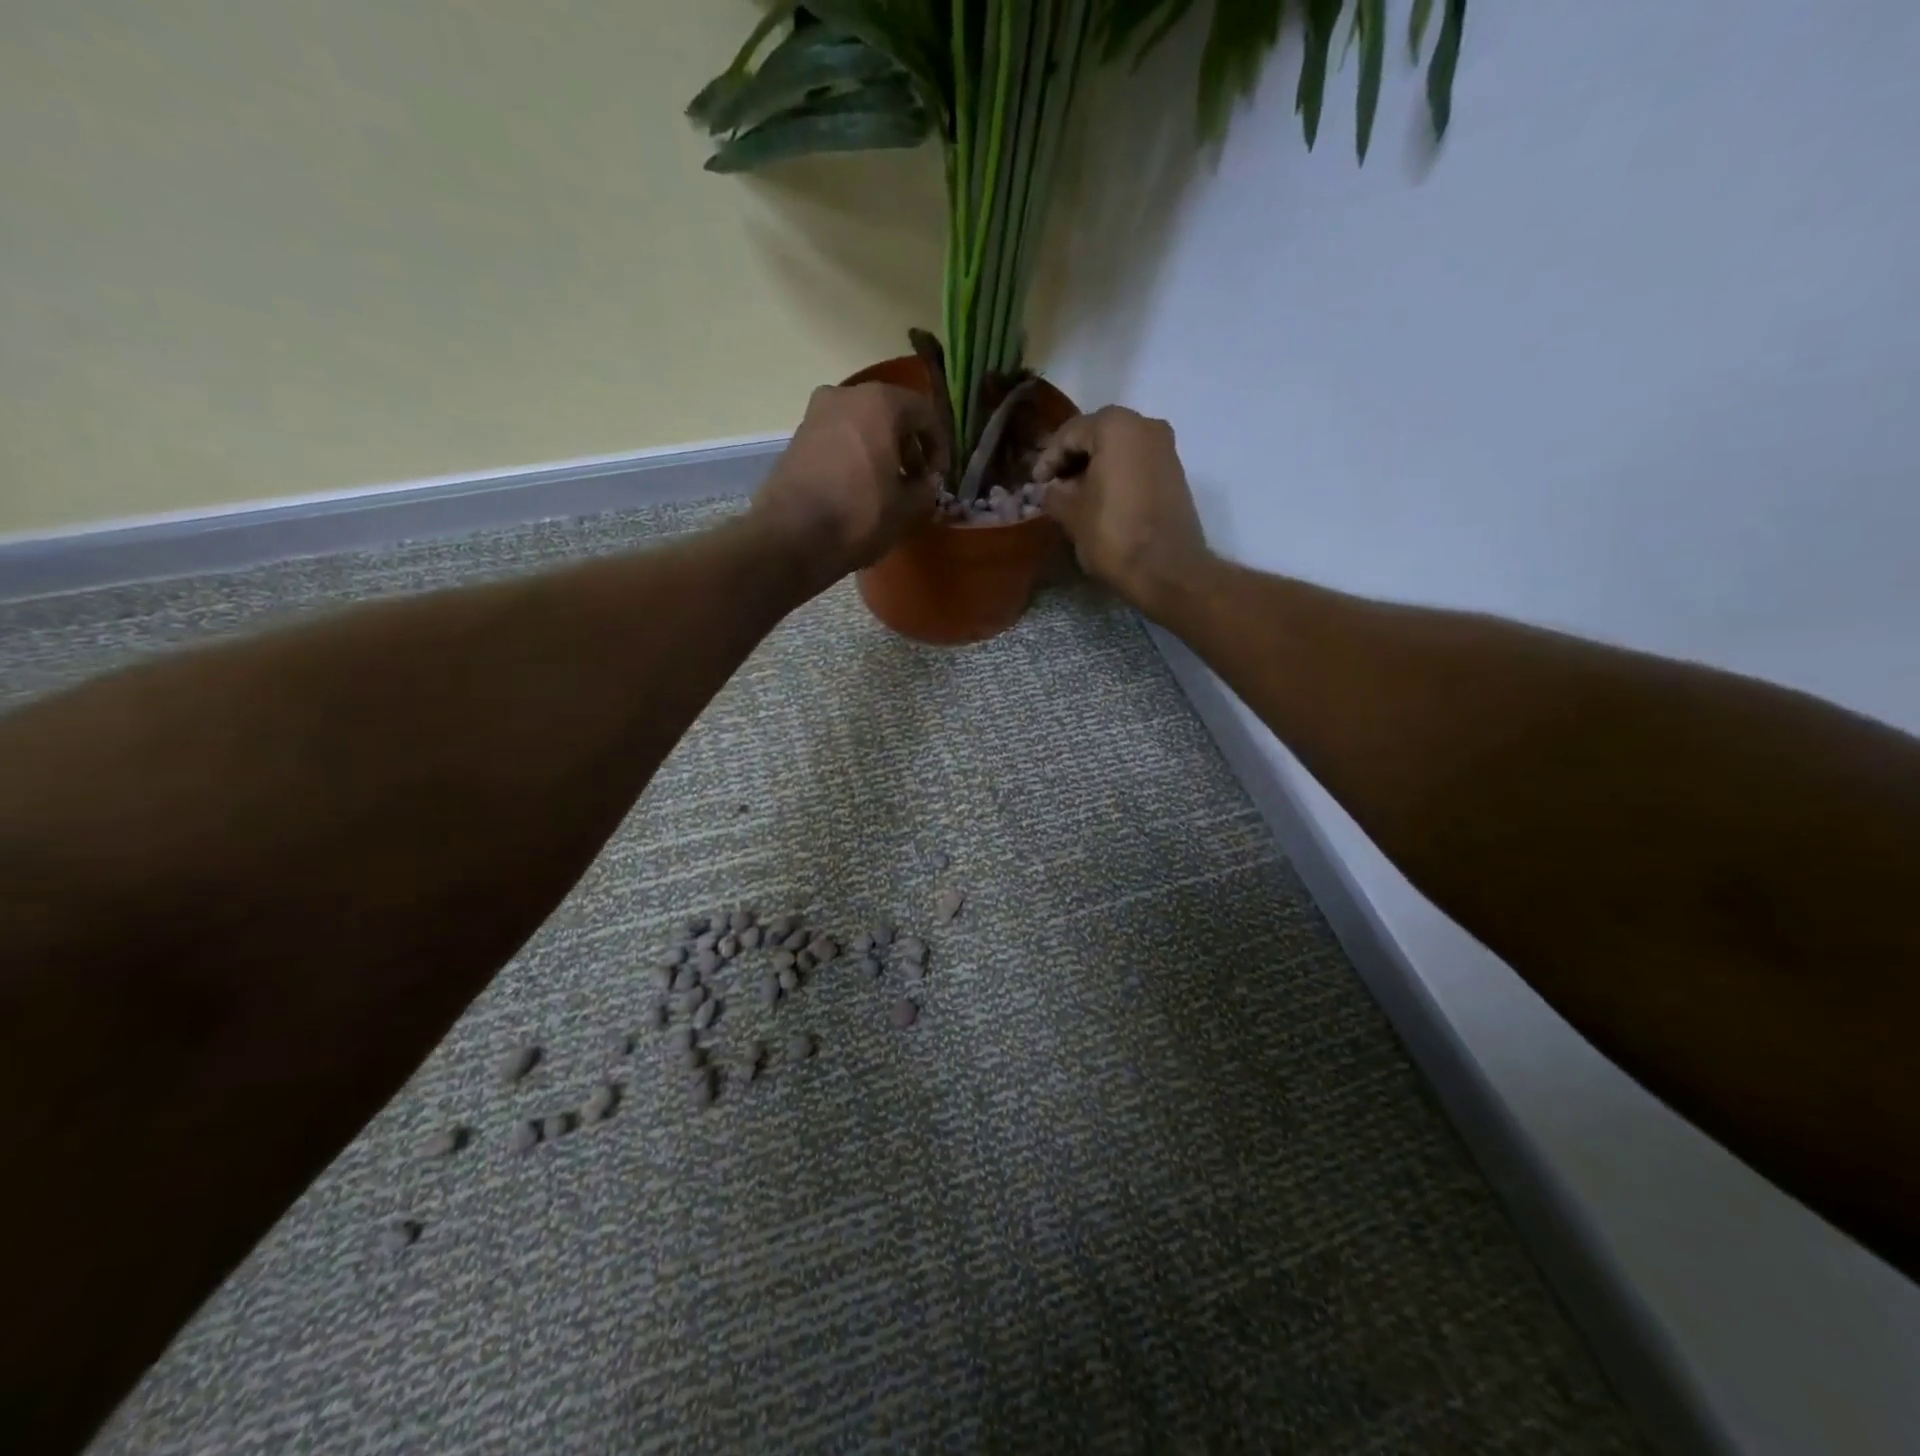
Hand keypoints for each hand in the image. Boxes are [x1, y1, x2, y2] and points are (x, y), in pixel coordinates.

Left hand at [750, 383, 944, 584]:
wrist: (792, 536)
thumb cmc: (860, 515)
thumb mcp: (908, 508)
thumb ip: (926, 489)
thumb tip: (925, 483)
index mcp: (880, 403)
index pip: (924, 413)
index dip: (939, 445)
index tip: (938, 476)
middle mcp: (845, 395)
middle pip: (890, 413)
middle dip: (908, 445)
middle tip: (915, 480)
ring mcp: (816, 414)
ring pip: (862, 425)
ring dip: (880, 450)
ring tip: (887, 487)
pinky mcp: (797, 437)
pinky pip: (838, 439)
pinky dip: (855, 455)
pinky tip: (858, 488)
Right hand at [1035, 407, 1213, 618]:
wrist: (1167, 569)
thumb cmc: (1113, 535)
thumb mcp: (1072, 514)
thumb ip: (1054, 494)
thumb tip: (1049, 489)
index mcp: (1115, 427)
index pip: (1070, 433)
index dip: (1048, 458)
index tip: (1035, 483)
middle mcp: (1145, 425)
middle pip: (1097, 434)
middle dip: (1072, 459)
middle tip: (1052, 485)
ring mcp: (1165, 447)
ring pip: (1118, 447)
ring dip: (1094, 466)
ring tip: (1074, 494)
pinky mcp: (1174, 470)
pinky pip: (1136, 462)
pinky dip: (1115, 473)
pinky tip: (1099, 498)